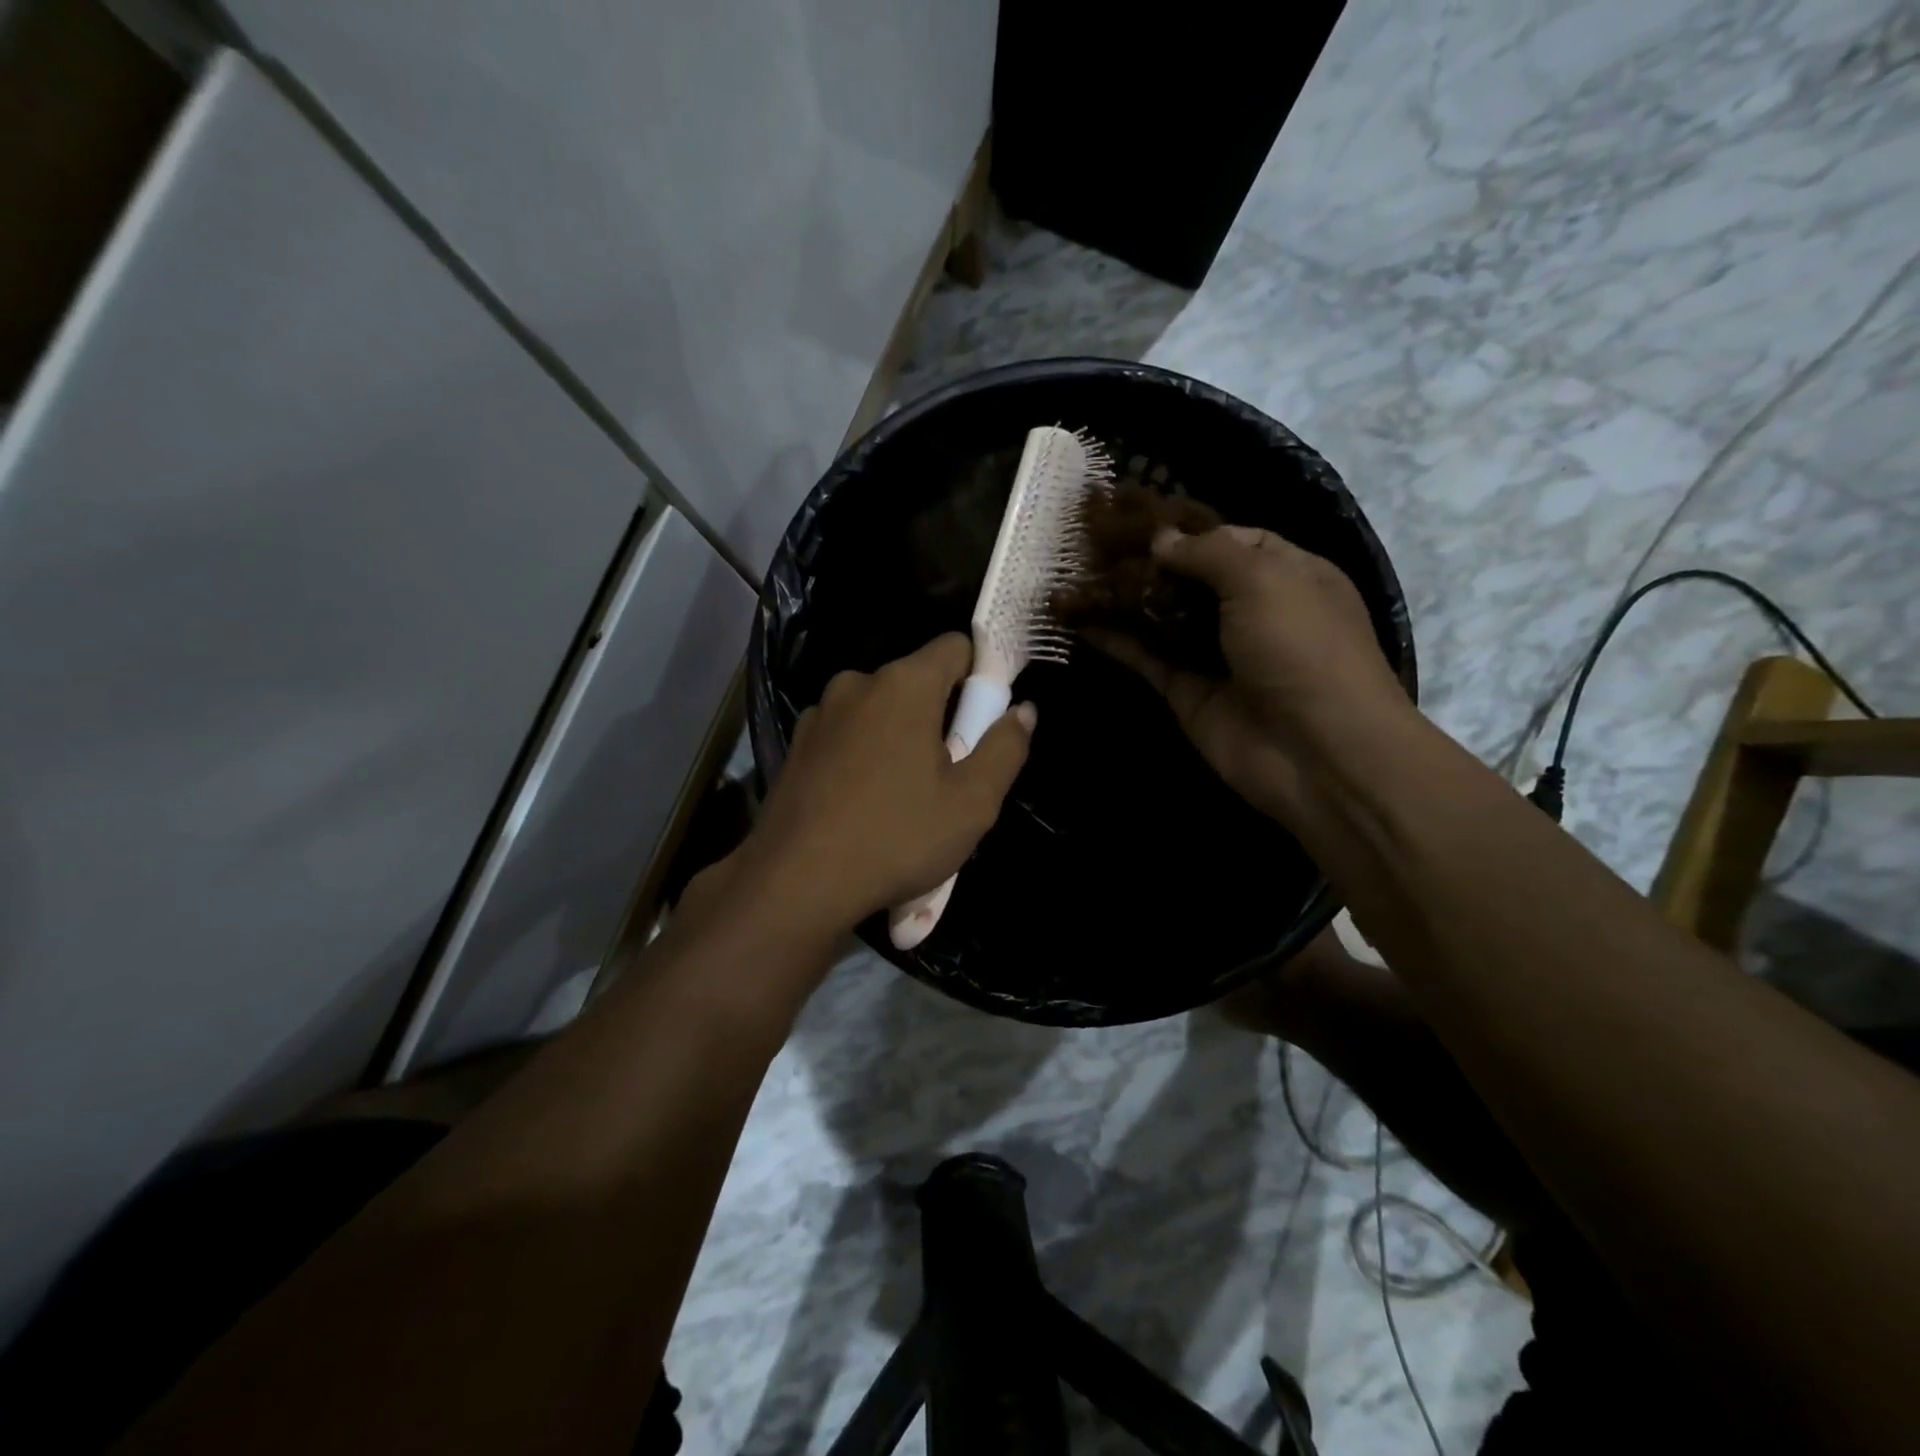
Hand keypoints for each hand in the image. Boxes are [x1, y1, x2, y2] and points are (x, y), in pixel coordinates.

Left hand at [731, 633, 1034, 934]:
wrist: (795, 883)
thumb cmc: (896, 837)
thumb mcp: (972, 802)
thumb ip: (1005, 748)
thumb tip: (1023, 710)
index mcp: (904, 684)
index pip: (956, 647)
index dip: (980, 676)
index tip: (986, 720)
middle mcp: (857, 683)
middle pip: (916, 682)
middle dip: (940, 716)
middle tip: (949, 774)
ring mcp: (820, 713)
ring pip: (879, 711)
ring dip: (900, 738)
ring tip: (903, 797)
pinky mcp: (797, 745)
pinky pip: (848, 736)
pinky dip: (864, 756)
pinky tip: (862, 805)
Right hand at [1092, 526, 1412, 823]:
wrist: (1314, 752)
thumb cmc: (1302, 648)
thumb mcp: (1264, 580)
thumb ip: (1208, 553)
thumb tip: (1160, 539)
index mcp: (1288, 574)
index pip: (1232, 540)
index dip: (1187, 529)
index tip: (1135, 520)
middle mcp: (1251, 610)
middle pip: (1190, 578)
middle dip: (1146, 562)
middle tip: (1092, 545)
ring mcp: (1216, 653)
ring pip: (1162, 616)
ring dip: (1123, 598)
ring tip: (1074, 575)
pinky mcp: (1186, 690)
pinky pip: (1145, 657)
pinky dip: (1114, 640)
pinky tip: (1077, 620)